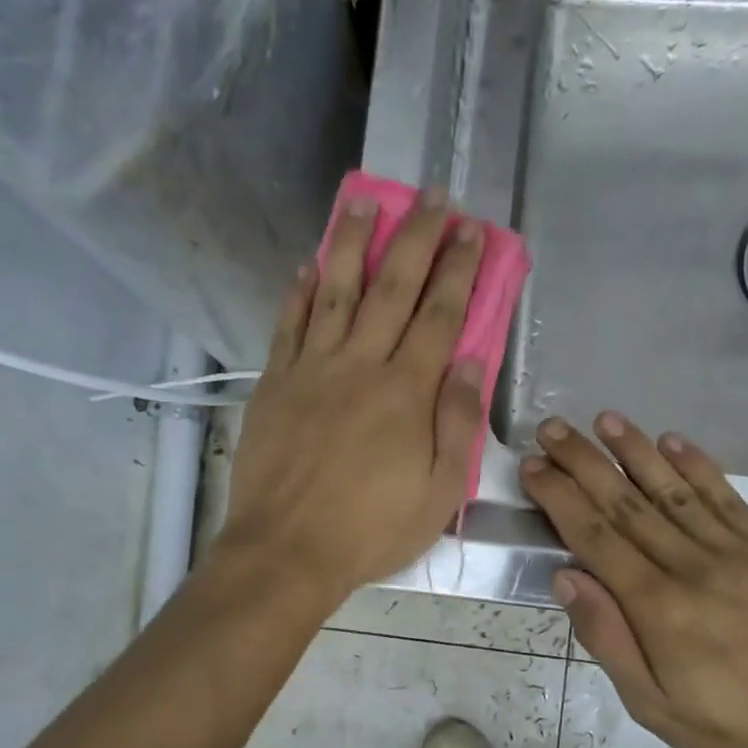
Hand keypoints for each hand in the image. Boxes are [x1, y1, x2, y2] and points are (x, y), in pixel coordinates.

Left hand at [217, 189, 485, 605]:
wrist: (287, 550)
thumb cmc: (371, 529)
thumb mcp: (438, 491)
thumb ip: (456, 423)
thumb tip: (466, 360)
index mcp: (406, 392)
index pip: (439, 315)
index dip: (458, 270)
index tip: (471, 231)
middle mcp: (360, 365)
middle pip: (392, 288)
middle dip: (416, 238)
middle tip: (431, 196)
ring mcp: (312, 370)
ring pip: (335, 292)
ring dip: (352, 244)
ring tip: (364, 202)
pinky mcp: (275, 385)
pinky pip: (289, 326)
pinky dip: (298, 293)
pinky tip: (307, 265)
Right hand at [519, 413, 747, 747]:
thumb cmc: (736, 728)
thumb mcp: (654, 706)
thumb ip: (608, 638)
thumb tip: (566, 576)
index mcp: (657, 607)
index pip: (595, 536)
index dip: (561, 497)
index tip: (534, 468)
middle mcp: (692, 566)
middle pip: (627, 503)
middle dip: (584, 462)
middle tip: (553, 429)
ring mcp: (740, 551)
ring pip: (674, 489)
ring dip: (635, 451)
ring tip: (604, 420)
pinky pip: (728, 497)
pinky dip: (697, 466)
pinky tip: (672, 440)